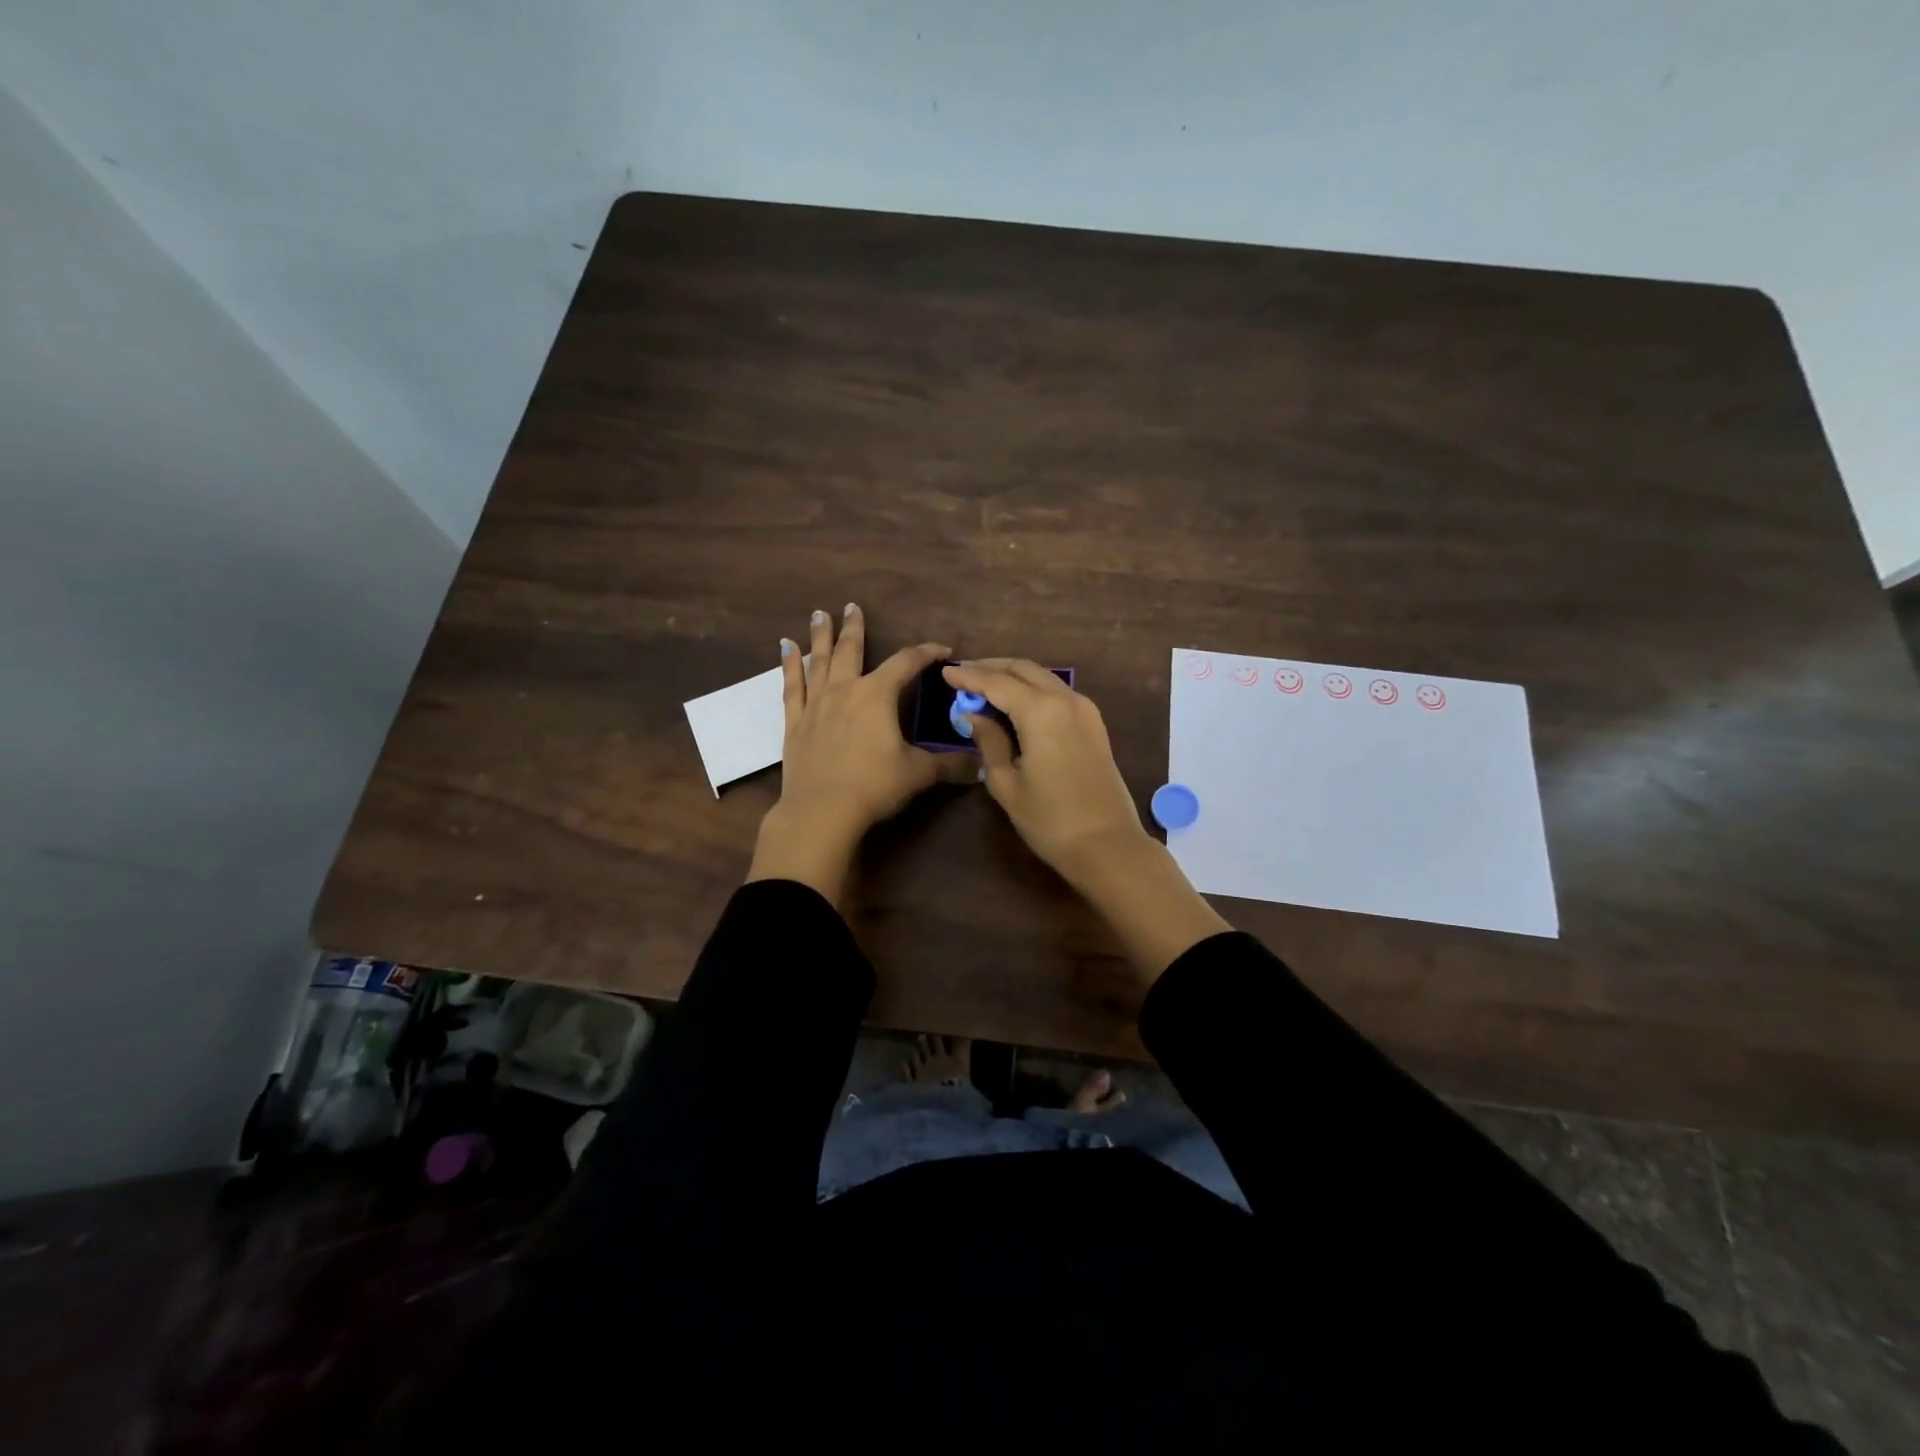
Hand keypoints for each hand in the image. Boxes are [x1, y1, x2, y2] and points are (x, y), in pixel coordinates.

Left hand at [747, 603, 975, 904]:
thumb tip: (983, 765)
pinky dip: (789, 666)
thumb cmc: (874, 786)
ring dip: (820, 637)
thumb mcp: (918, 773)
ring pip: (819, 661)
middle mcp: (846, 690)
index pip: (906, 663)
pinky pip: (792, 686)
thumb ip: (950, 765)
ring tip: (819, 615)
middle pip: (852, 650)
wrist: (821, 811)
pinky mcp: (795, 723)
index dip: (926, 653)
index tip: (942, 649)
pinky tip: (785, 648)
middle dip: (855, 628)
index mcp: (878, 695)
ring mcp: (816, 704)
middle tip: (851, 606)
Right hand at [943, 658, 1229, 978]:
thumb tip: (974, 716)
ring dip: (1013, 676)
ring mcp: (1084, 710)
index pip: (997, 682)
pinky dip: (1033, 690)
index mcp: (1040, 711)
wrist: (1107, 845)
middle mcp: (1065, 699)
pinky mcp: (1094, 724)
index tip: (945, 673)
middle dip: (992, 667)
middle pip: (1023, 669)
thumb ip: (989, 742)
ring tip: (985, 685)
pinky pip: (1058, 692)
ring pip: (1043, 677)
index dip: (969, 677)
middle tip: (964, 674)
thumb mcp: (1007, 783)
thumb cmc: (1050, 819)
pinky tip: (1016, 703)